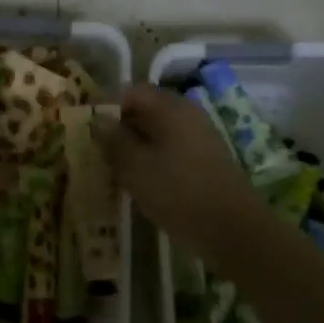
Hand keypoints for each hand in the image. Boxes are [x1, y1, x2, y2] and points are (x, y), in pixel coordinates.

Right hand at [93, 82, 264, 243]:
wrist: (234, 231)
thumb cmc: (178, 192)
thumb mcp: (135, 167)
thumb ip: (113, 140)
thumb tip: (98, 120)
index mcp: (170, 108)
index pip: (132, 91)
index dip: (108, 106)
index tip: (90, 130)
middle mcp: (188, 114)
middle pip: (147, 109)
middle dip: (121, 127)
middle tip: (100, 152)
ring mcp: (201, 137)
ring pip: (160, 131)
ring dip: (137, 146)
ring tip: (117, 170)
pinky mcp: (208, 160)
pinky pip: (173, 149)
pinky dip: (155, 159)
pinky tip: (144, 182)